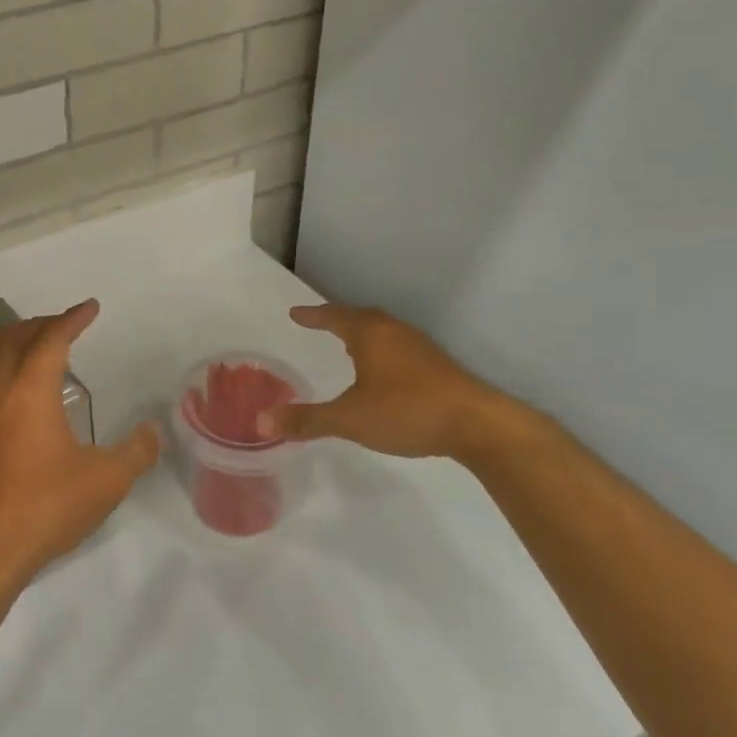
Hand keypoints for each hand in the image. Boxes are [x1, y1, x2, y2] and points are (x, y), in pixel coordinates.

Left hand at [0, 300, 159, 586]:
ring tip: (52, 359)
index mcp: (31, 392)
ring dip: (22, 349)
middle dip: (39, 324)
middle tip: (67, 326)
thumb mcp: (107, 480)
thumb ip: (136, 452)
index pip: (51, 339)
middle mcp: (0, 395)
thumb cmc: (48, 505)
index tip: (91, 307)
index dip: (72, 318)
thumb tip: (151, 433)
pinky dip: (14, 376)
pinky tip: (35, 404)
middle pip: (10, 339)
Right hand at [259, 304, 532, 462]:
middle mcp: (394, 331)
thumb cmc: (406, 410)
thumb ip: (307, 419)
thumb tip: (261, 420)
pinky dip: (381, 351)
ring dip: (362, 335)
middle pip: (360, 318)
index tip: (295, 313)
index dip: (313, 315)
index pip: (334, 316)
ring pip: (383, 331)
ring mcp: (419, 347)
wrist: (476, 423)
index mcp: (370, 334)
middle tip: (320, 323)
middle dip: (338, 320)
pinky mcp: (437, 366)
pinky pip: (398, 347)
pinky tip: (382, 373)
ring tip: (348, 347)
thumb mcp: (349, 418)